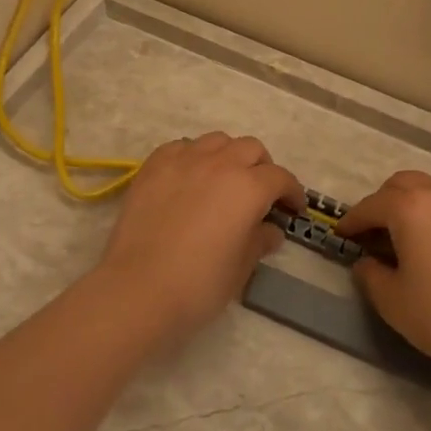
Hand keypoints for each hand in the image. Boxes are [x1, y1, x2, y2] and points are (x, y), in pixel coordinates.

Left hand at [97, 132, 305, 344]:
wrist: (138, 289)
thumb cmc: (198, 285)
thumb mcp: (241, 268)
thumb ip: (259, 241)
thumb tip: (269, 230)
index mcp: (248, 187)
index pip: (280, 178)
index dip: (291, 192)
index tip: (293, 209)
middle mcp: (219, 163)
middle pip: (250, 148)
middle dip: (262, 168)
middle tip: (260, 194)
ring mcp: (183, 160)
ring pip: (216, 141)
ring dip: (228, 156)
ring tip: (224, 180)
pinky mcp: (153, 166)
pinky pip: (181, 147)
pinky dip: (193, 156)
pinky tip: (190, 178)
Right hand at [337, 170, 430, 373]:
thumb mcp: (392, 301)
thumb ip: (370, 274)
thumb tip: (368, 262)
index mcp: (410, 208)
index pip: (371, 206)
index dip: (353, 220)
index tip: (343, 234)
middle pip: (405, 184)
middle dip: (385, 202)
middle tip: (378, 230)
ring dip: (421, 209)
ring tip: (418, 239)